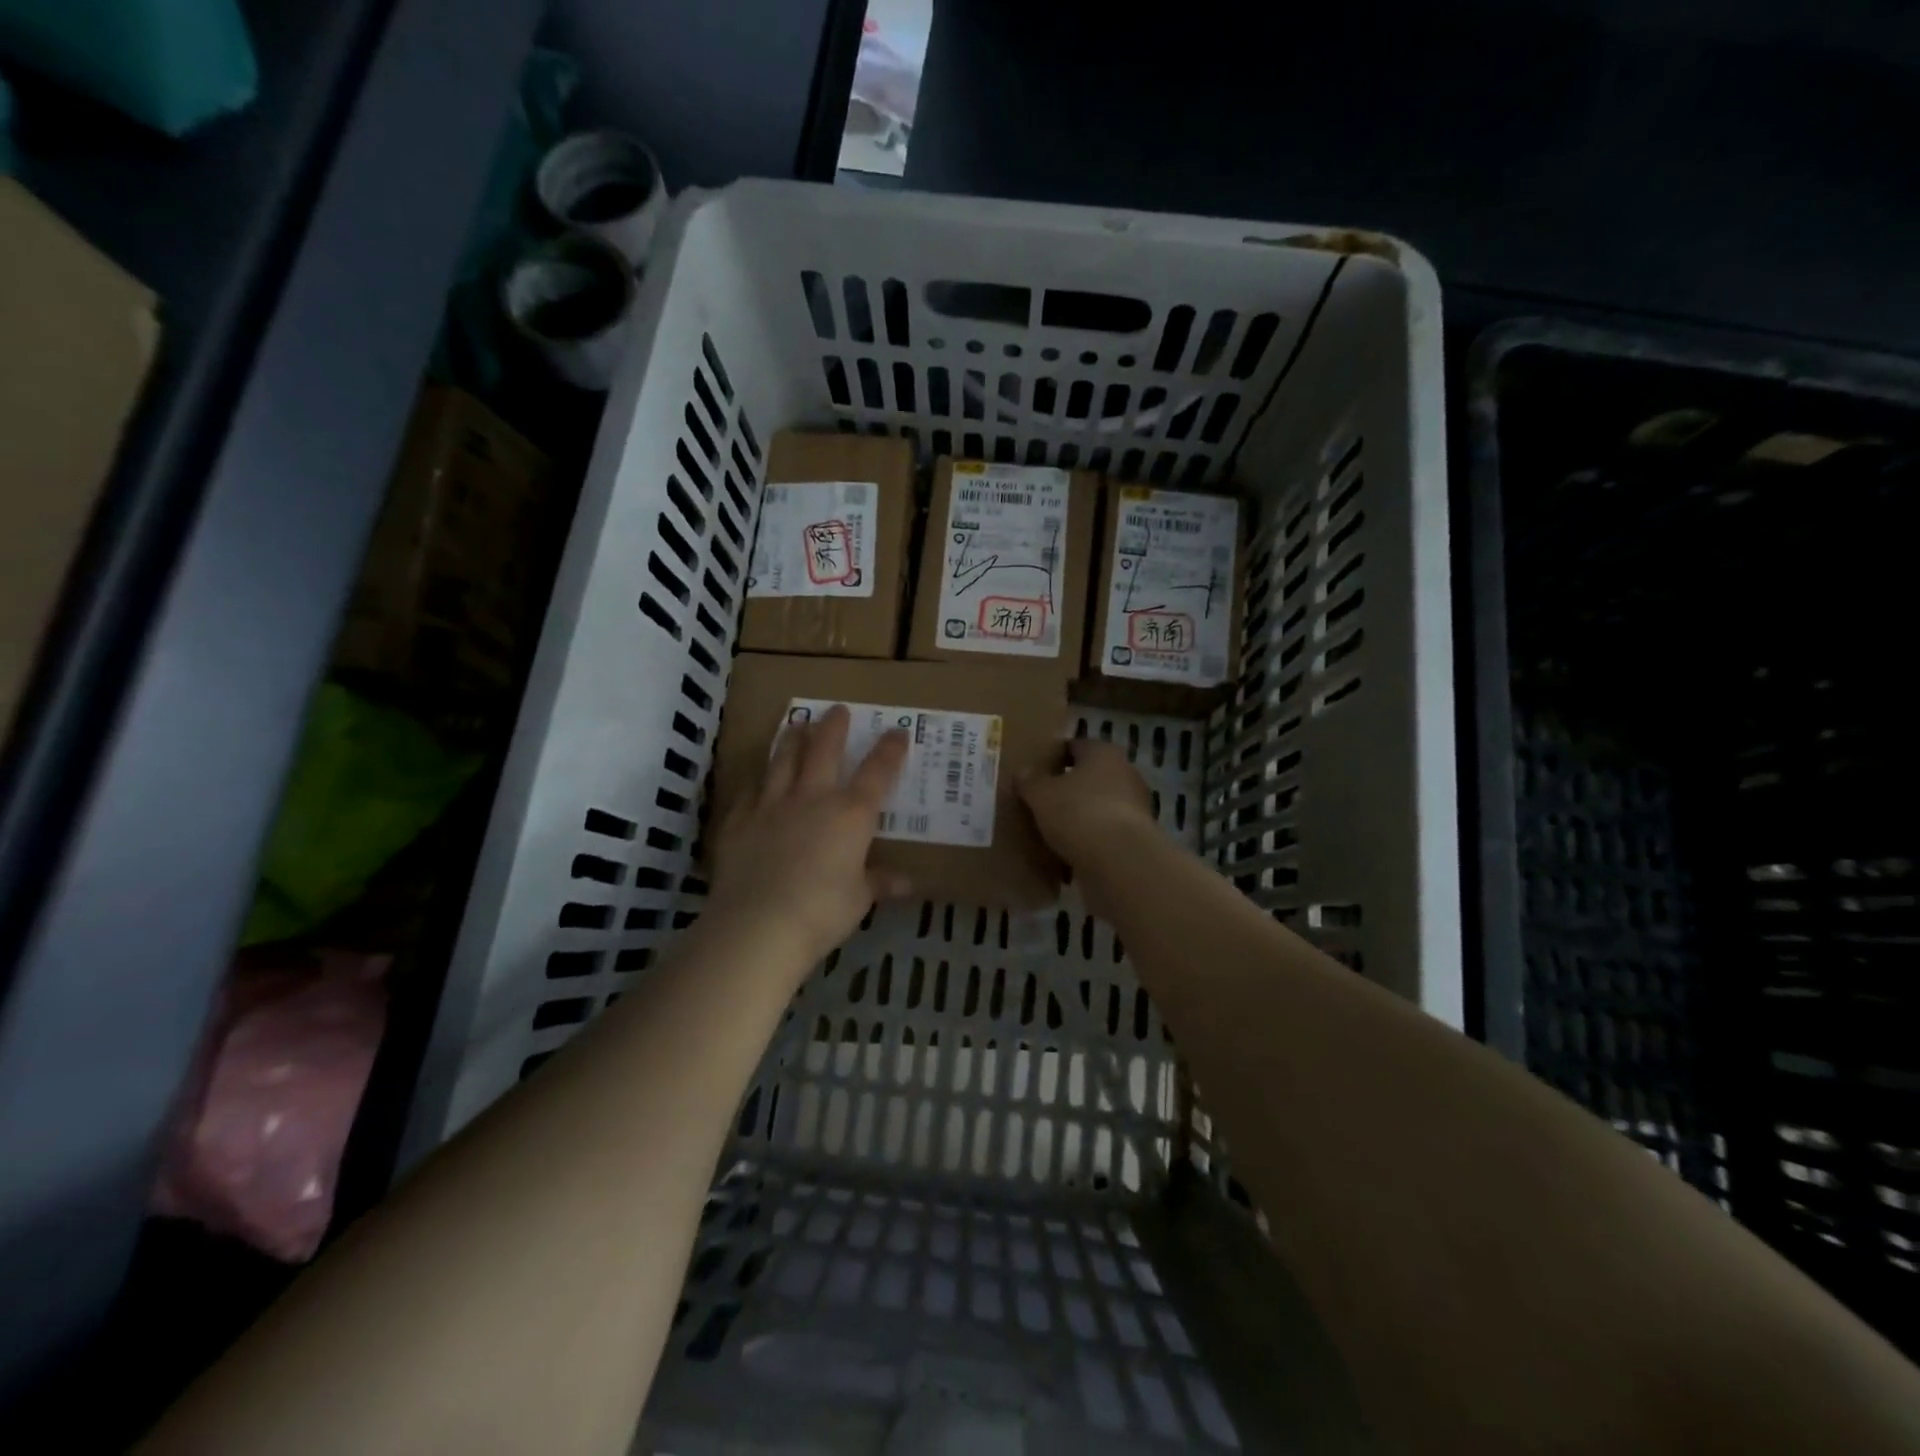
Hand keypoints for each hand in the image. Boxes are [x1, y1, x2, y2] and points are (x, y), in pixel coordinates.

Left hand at [707, 704, 912, 966]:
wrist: (759, 923)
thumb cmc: (822, 911)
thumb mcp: (859, 899)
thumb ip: (879, 882)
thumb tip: (907, 883)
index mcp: (851, 814)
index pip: (877, 772)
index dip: (889, 749)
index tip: (897, 731)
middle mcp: (813, 798)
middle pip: (824, 750)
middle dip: (833, 727)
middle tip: (837, 709)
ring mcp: (772, 805)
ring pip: (783, 760)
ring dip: (792, 739)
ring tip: (795, 724)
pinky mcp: (739, 821)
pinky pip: (748, 792)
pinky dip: (754, 781)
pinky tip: (754, 777)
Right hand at [1019, 738, 1156, 870]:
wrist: (1120, 859)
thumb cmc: (1078, 812)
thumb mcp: (1041, 795)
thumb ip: (1030, 781)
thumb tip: (1023, 772)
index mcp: (1102, 752)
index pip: (1075, 746)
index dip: (1055, 757)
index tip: (1037, 772)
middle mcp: (1125, 771)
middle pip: (1091, 775)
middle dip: (1071, 787)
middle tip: (1044, 800)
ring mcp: (1137, 804)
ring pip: (1101, 803)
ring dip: (1083, 812)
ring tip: (1056, 828)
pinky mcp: (1139, 834)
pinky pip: (1109, 829)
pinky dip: (1094, 836)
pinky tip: (1074, 849)